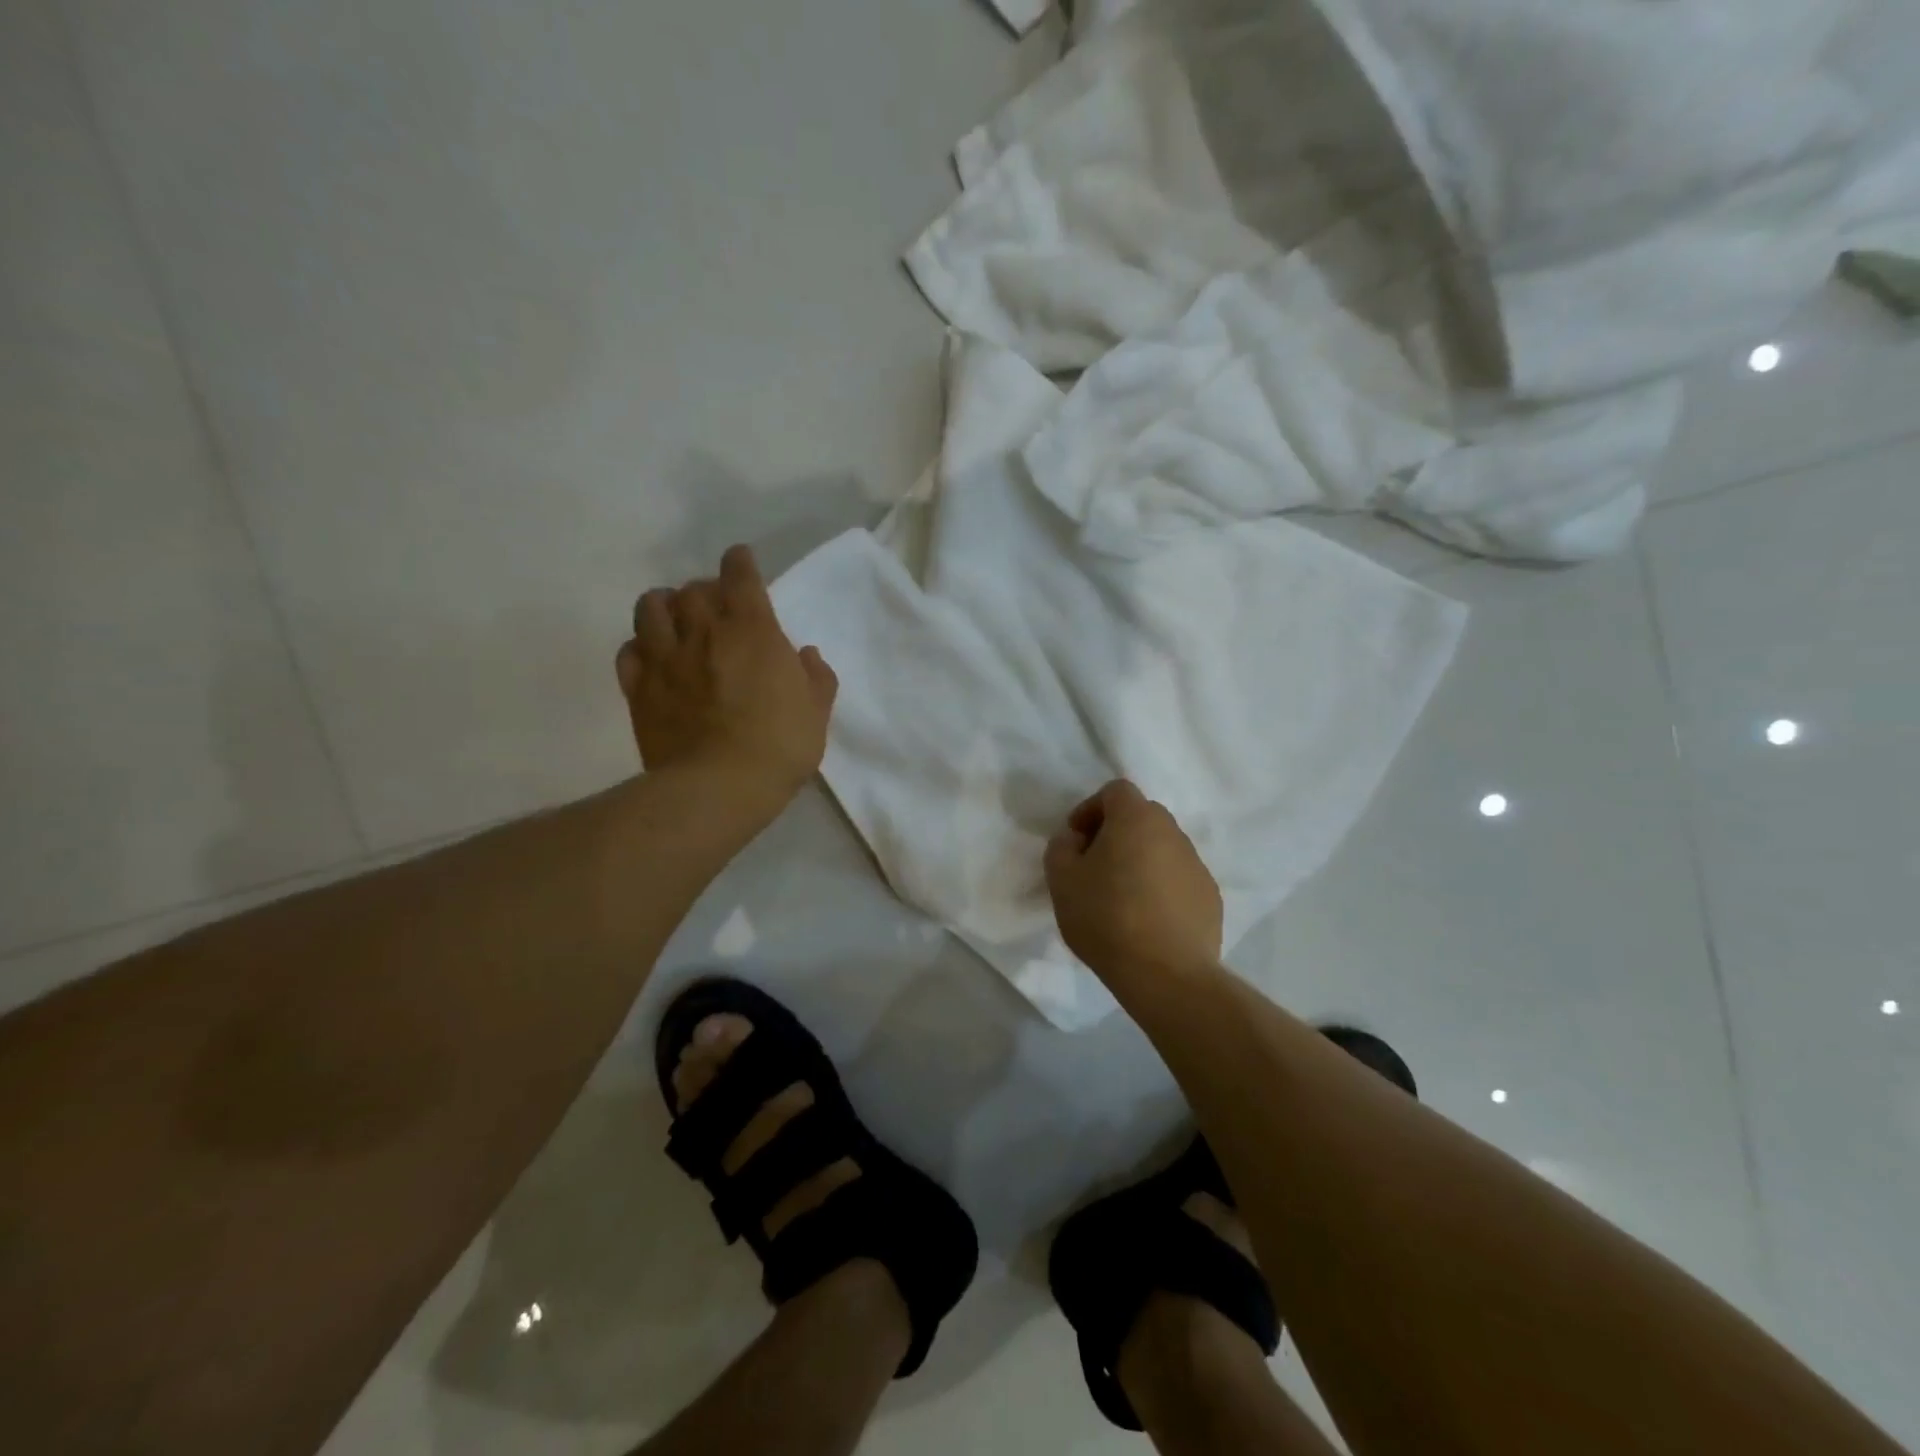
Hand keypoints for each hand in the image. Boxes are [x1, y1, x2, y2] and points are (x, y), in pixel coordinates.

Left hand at [615, 545, 837, 806]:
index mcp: (752, 631)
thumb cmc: (779, 746)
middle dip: (705, 589)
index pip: (740, 576)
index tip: (741, 560)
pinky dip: (640, 647)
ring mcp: (665, 658)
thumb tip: (805, 655)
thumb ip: (815, 678)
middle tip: (715, 606)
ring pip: (650, 607)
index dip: (740, 562)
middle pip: (693, 588)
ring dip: (664, 606)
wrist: (719, 787)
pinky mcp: (638, 688)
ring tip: (675, 620)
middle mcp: (703, 632)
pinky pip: (628, 651)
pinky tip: (653, 658)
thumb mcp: (816, 713)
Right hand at [1044, 780, 1222, 982]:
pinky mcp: (1210, 897)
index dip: (1090, 809)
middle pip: (1141, 817)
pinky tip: (1147, 920)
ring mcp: (1197, 864)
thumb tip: (1075, 839)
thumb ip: (1061, 846)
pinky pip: (1179, 879)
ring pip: (1161, 849)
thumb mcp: (1062, 880)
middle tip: (1094, 867)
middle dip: (1115, 834)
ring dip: (1140, 861)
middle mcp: (1172, 832)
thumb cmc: (1106, 918)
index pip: (1115, 791)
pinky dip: (1161, 888)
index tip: (1076, 841)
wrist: (1166, 974)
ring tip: (1121, 898)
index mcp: (1136, 819)